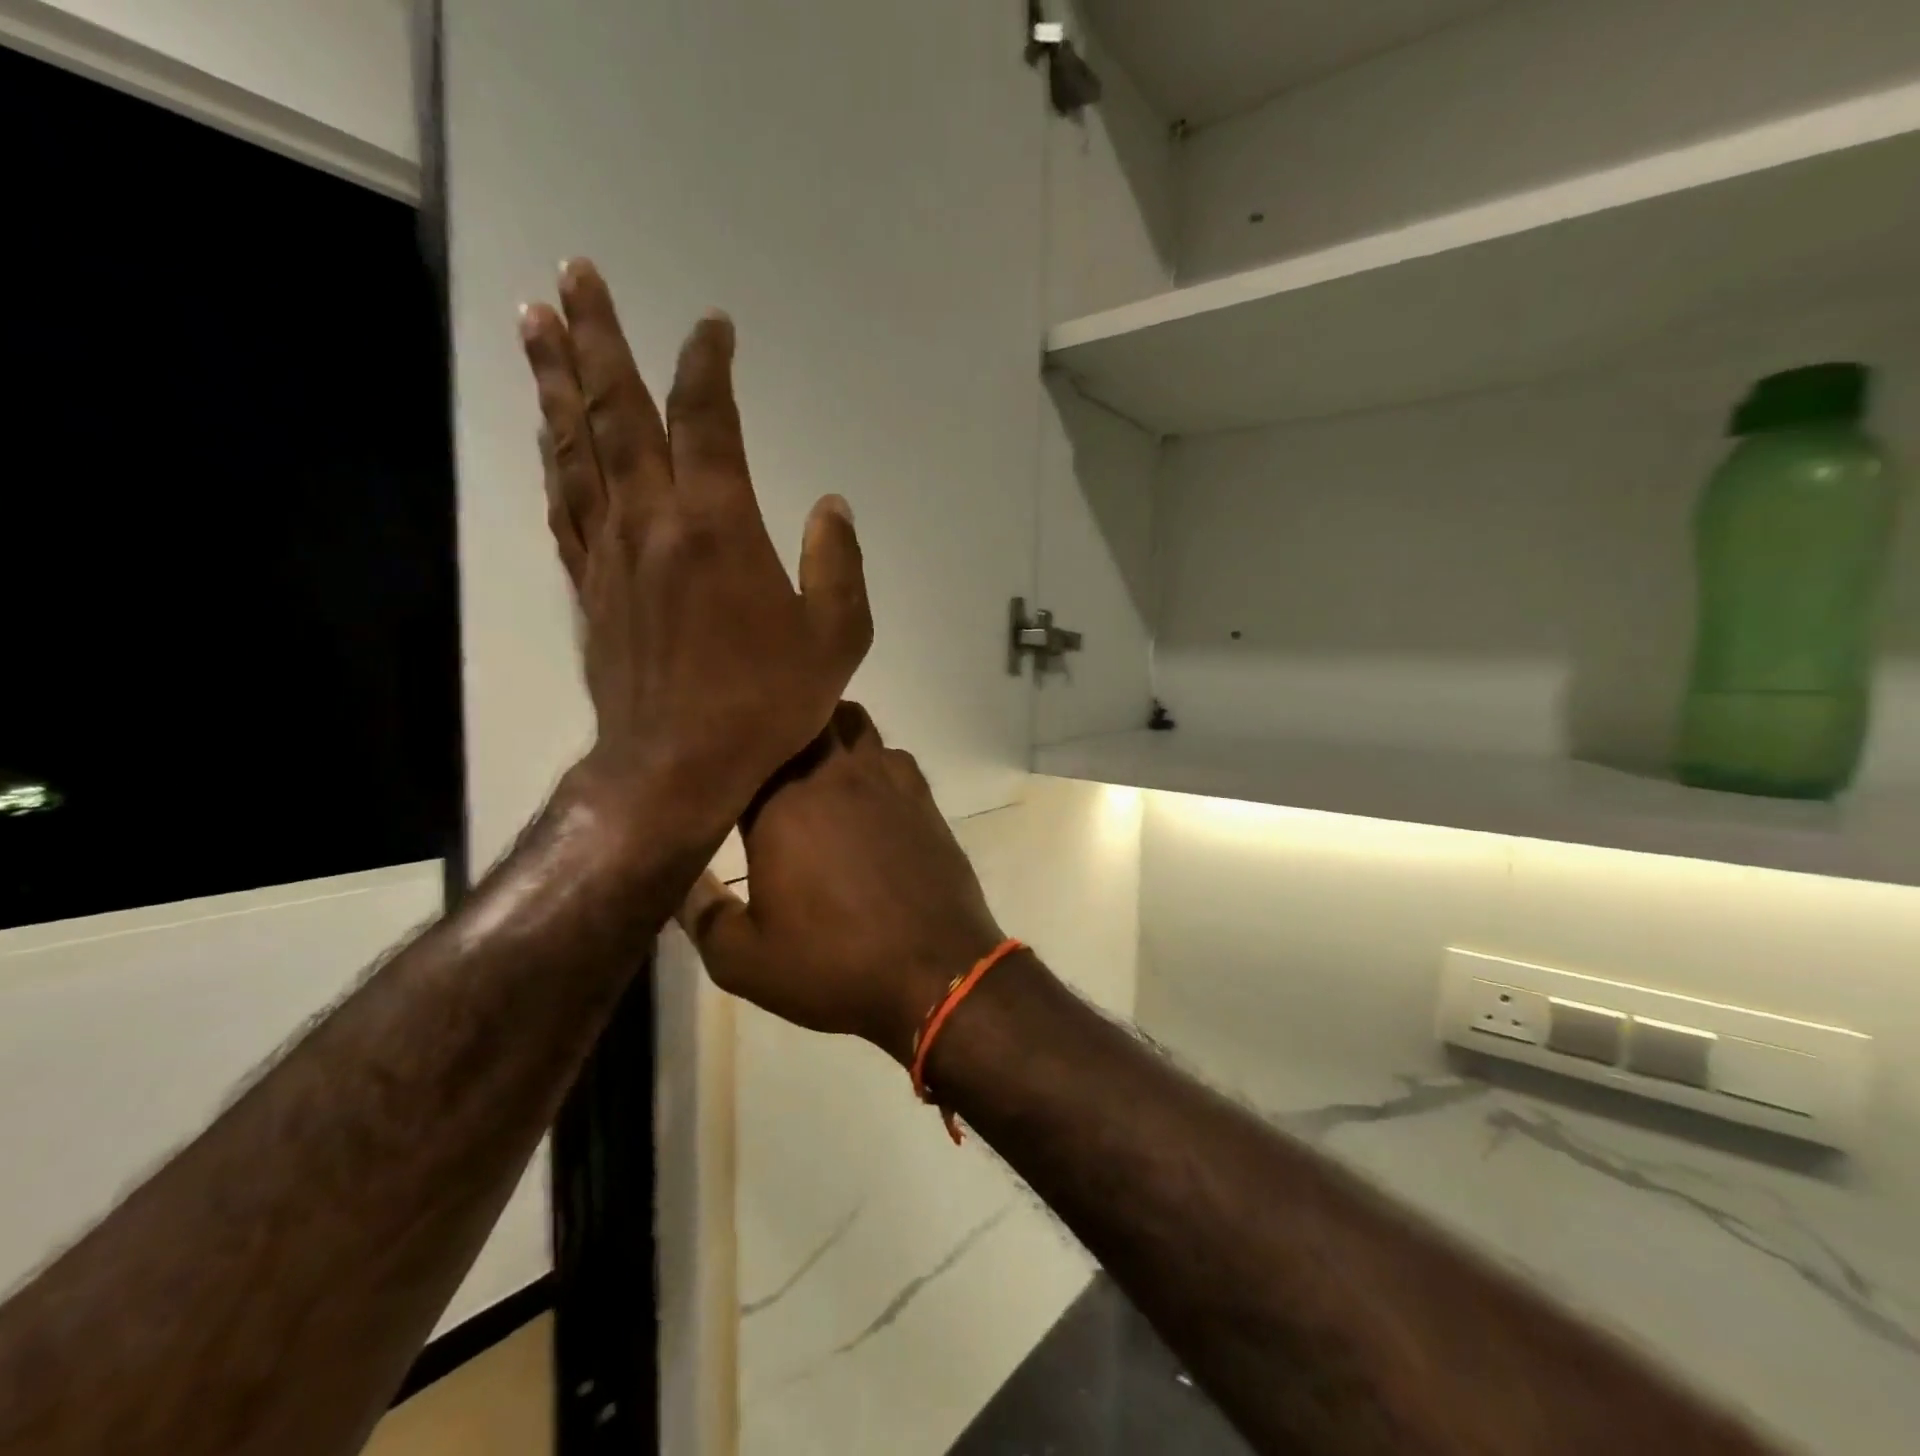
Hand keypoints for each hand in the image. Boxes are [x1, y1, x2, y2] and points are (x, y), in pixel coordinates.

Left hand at [518, 260, 871, 842]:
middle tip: (572, 274)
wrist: (676, 765)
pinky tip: (548, 436)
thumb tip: (831, 506)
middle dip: (597, 337)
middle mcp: (653, 520)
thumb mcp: (836, 639)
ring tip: (534, 323)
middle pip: (617, 412)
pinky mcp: (588, 587)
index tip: (712, 326)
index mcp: (719, 525)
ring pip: (576, 448)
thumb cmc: (765, 703)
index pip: (706, 419)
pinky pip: (564, 506)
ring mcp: (610, 552)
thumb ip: (838, 565)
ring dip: (557, 382)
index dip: (707, 364)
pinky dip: (554, 460)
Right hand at [677, 703, 1005, 1065]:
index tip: (717, 766)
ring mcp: (884, 779)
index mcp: (780, 806)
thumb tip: (677, 878)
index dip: (728, 756)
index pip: (744, 753)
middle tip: (761, 754)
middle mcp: (832, 776)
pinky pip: (891, 753)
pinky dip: (872, 758)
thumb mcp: (744, 962)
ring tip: (812, 761)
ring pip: (851, 722)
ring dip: (828, 730)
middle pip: (801, 717)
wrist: (936, 972)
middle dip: (778, 727)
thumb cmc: (835, 966)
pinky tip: (866, 791)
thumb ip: (700, 914)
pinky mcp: (922, 795)